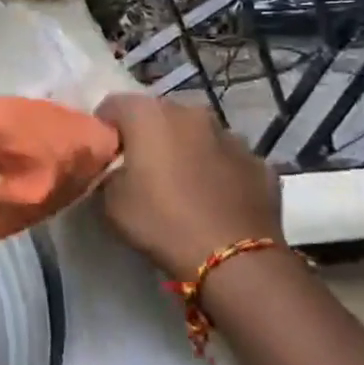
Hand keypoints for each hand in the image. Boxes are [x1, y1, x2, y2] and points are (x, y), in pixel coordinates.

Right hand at [94, 94, 284, 282]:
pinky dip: (217, 171)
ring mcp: (231, 135)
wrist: (234, 260)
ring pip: (196, 134)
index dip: (103, 128)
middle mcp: (191, 112)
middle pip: (158, 115)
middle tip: (140, 168)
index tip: (104, 155)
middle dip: (146, 135)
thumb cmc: (161, 221)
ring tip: (181, 184)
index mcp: (149, 114)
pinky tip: (214, 199)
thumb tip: (115, 167)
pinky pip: (227, 159)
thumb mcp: (111, 201)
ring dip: (185, 149)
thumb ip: (108, 172)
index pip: (112, 105)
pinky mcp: (259, 162)